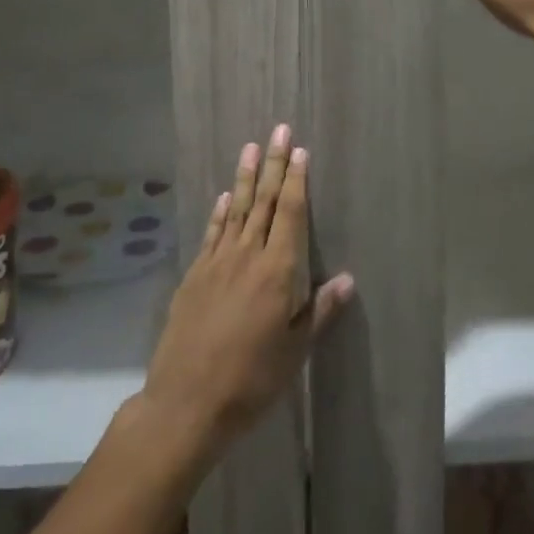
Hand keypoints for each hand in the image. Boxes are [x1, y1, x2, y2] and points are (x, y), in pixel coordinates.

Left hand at [138, 125, 353, 465]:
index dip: (297, 180)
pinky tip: (226, 195)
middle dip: (274, 164)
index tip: (300, 150)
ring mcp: (217, 263)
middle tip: (279, 130)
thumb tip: (347, 278)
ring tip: (252, 147)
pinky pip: (212, 233)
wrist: (185, 404)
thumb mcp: (294, 351)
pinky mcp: (195, 276)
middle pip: (265, 202)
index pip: (291, 214)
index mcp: (277, 271)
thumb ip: (320, 311)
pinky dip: (221, 211)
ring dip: (247, 177)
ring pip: (237, 209)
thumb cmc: (251, 380)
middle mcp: (247, 256)